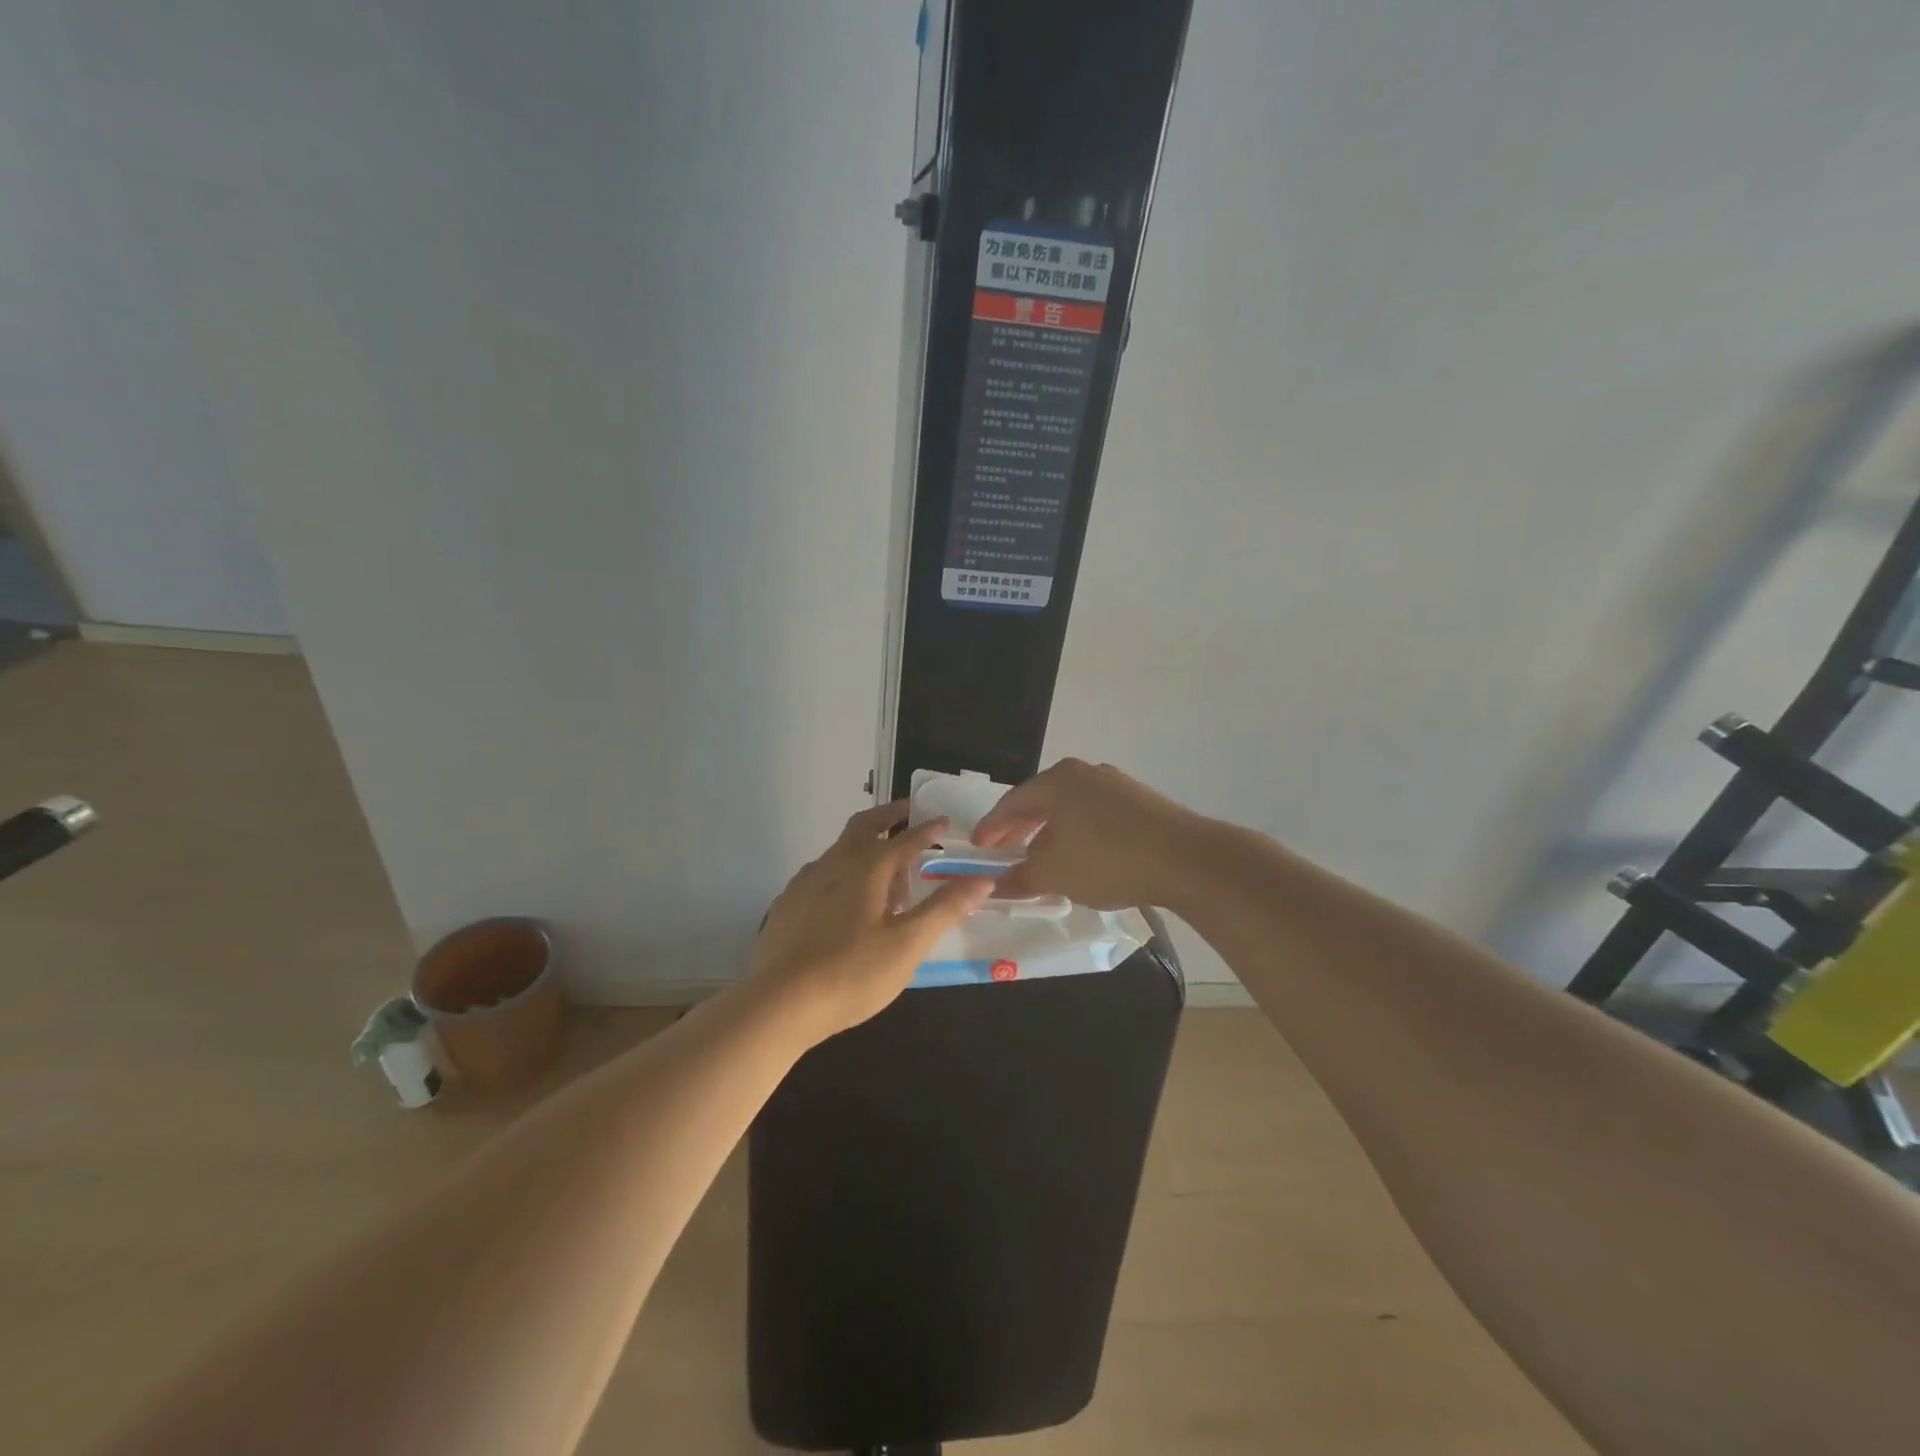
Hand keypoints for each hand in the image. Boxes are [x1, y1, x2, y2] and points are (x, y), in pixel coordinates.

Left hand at [748, 801, 992, 1042]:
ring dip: (867, 847)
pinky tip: (848, 901)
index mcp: (866, 868)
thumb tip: (983, 879)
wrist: (778, 1004)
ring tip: (886, 872)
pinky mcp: (788, 904)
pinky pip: (823, 874)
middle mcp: (834, 864)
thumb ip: (945, 908)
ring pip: (841, 850)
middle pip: (864, 826)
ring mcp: (806, 883)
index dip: (927, 830)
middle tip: (908, 812)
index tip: (944, 822)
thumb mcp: (908, 945)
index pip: (905, 839)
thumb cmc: (852, 973)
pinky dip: (844, 871)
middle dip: (889, 815)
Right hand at [971, 758, 1201, 909]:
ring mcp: (1116, 785)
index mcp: (1058, 780)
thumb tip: (993, 884)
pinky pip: (1094, 815)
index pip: (1011, 802)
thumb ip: (1019, 878)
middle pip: (1040, 801)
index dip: (991, 828)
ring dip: (1049, 833)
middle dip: (1019, 829)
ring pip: (1069, 808)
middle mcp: (1085, 773)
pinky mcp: (1140, 801)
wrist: (1186, 859)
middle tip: (1002, 852)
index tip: (977, 848)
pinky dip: (1077, 834)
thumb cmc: (1108, 860)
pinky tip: (1080, 857)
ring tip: (1039, 859)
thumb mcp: (1054, 874)